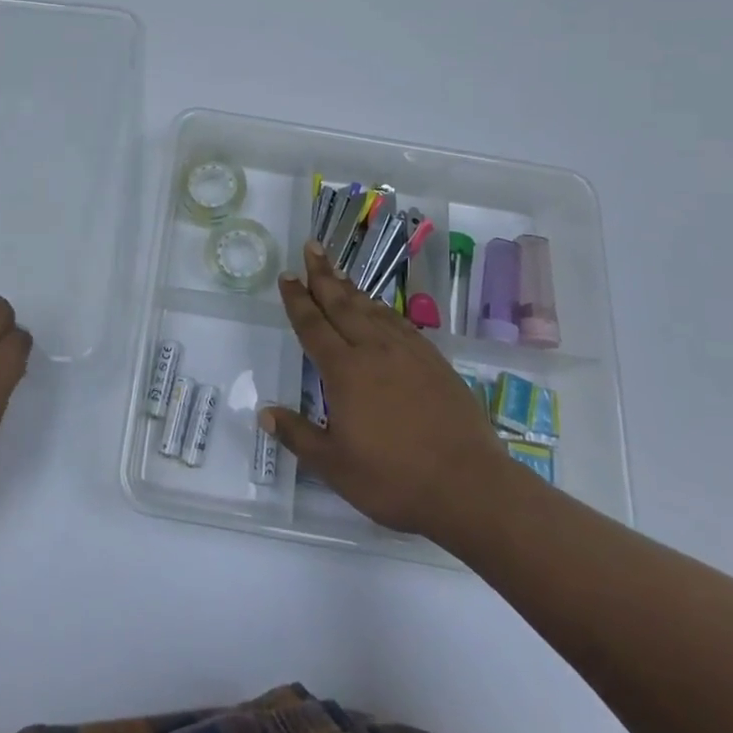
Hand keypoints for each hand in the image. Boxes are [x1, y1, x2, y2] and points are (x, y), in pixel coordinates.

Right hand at [261, 242, 515, 538]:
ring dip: (350, 288)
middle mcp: (373, 350)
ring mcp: (407, 352)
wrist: (468, 485)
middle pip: (341, 304)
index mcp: (344, 371)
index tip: (287, 276)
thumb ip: (298, 435)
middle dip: (322, 275)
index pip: (313, 326)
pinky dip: (381, 308)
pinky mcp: (433, 360)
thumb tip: (264, 412)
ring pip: (371, 308)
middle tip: (312, 247)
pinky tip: (378, 308)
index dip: (297, 300)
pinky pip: (399, 322)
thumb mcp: (335, 466)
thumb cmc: (394, 479)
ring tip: (336, 271)